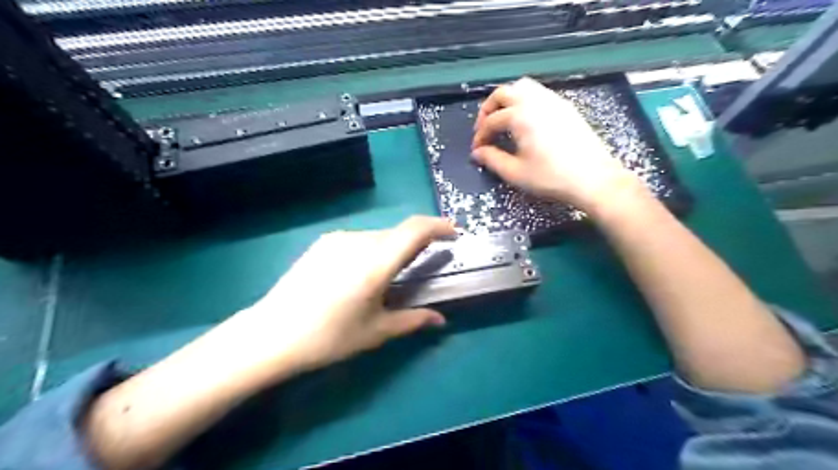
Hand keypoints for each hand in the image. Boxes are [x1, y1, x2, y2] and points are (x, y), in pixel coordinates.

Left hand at [234, 216, 457, 378]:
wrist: (272, 333)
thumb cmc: (329, 337)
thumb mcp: (376, 331)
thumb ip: (413, 320)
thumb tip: (441, 320)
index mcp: (375, 263)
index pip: (415, 230)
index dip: (439, 226)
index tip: (453, 233)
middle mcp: (358, 242)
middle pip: (398, 233)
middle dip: (417, 243)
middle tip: (424, 263)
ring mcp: (338, 239)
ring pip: (379, 236)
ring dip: (394, 248)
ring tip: (390, 275)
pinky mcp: (323, 243)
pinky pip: (359, 240)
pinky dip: (373, 249)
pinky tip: (362, 274)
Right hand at [471, 75, 642, 210]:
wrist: (593, 179)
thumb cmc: (551, 178)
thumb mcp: (516, 173)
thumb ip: (492, 160)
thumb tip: (477, 153)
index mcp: (520, 116)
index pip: (491, 121)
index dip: (480, 136)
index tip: (477, 150)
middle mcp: (535, 101)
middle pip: (503, 93)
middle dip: (488, 110)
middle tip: (484, 129)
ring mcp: (553, 101)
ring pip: (523, 87)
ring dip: (507, 100)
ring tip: (503, 120)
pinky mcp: (566, 107)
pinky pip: (539, 93)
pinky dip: (525, 101)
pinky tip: (526, 121)